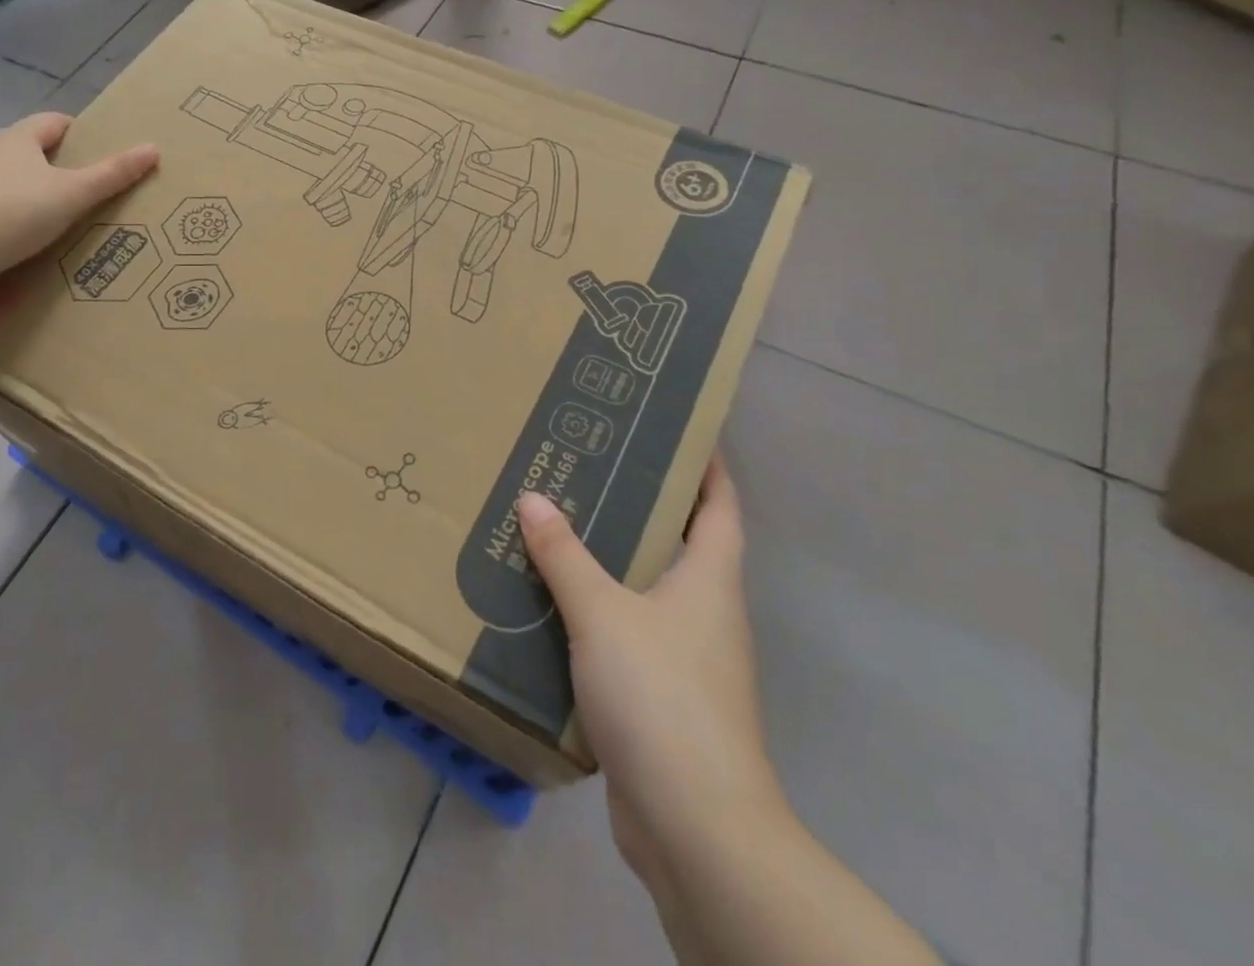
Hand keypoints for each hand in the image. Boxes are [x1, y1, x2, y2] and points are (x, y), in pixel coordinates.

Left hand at [0, 112, 158, 283]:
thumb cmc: (16, 209)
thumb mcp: (73, 192)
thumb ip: (113, 174)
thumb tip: (153, 149)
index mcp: (18, 138)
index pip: (54, 122)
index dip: (81, 132)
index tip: (104, 149)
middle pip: (34, 150)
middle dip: (63, 164)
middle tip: (95, 184)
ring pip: (16, 180)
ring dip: (39, 192)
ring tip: (70, 214)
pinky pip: (1, 207)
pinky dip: (20, 215)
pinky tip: (36, 237)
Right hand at [517, 455, 781, 892]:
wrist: (694, 826)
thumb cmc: (661, 696)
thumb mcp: (603, 613)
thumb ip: (565, 556)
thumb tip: (533, 500)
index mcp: (710, 579)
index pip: (720, 503)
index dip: (707, 463)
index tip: (678, 426)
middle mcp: (707, 612)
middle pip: (681, 541)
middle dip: (643, 503)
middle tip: (590, 465)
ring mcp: (687, 658)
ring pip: (649, 589)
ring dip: (613, 559)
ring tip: (561, 523)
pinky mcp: (661, 697)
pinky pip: (627, 633)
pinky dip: (597, 611)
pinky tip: (553, 602)